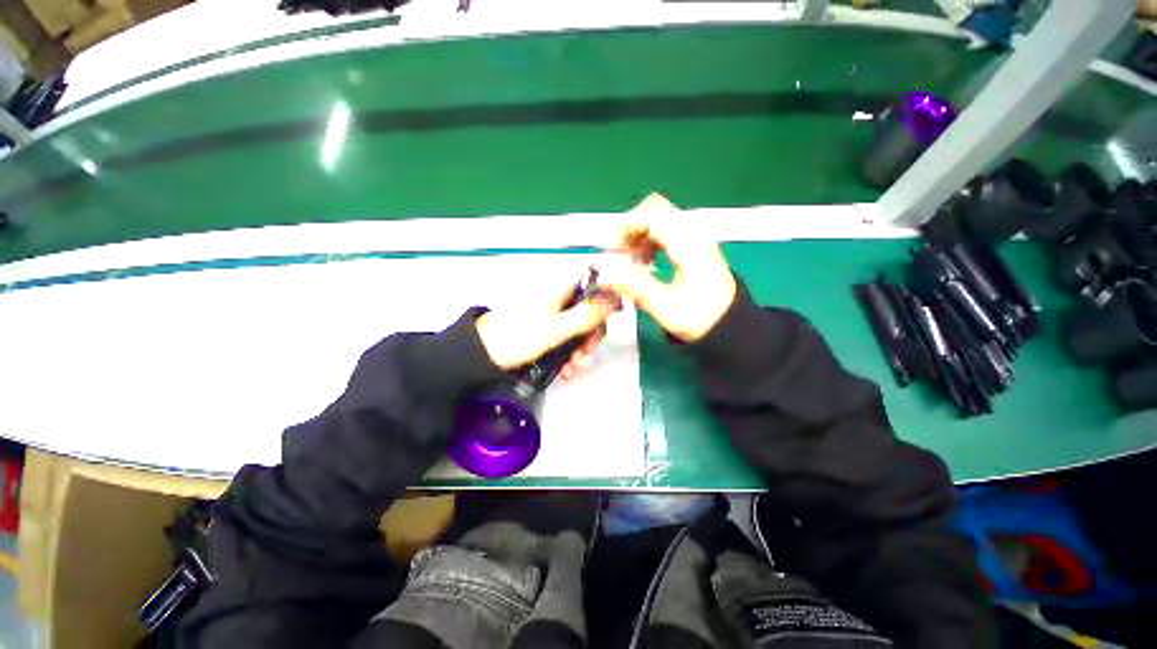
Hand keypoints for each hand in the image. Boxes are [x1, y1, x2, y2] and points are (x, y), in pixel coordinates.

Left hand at [474, 279, 619, 372]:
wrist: (481, 355)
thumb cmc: (518, 336)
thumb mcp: (556, 329)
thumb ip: (587, 315)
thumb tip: (615, 299)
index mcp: (560, 289)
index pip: (591, 278)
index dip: (606, 291)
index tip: (615, 313)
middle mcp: (558, 298)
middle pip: (588, 308)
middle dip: (591, 333)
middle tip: (587, 354)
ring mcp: (551, 314)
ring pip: (578, 326)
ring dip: (580, 348)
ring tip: (574, 368)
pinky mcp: (544, 329)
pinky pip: (565, 337)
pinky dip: (568, 353)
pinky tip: (566, 369)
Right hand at [599, 194, 735, 341]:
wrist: (730, 325)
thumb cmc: (701, 318)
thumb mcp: (665, 306)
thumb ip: (635, 287)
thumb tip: (605, 275)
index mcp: (688, 245)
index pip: (652, 215)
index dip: (626, 228)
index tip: (613, 252)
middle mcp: (692, 234)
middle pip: (654, 210)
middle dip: (630, 228)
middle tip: (619, 255)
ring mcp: (693, 239)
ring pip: (658, 220)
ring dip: (638, 236)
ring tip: (630, 262)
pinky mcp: (691, 247)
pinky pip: (664, 232)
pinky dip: (648, 242)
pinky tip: (643, 263)